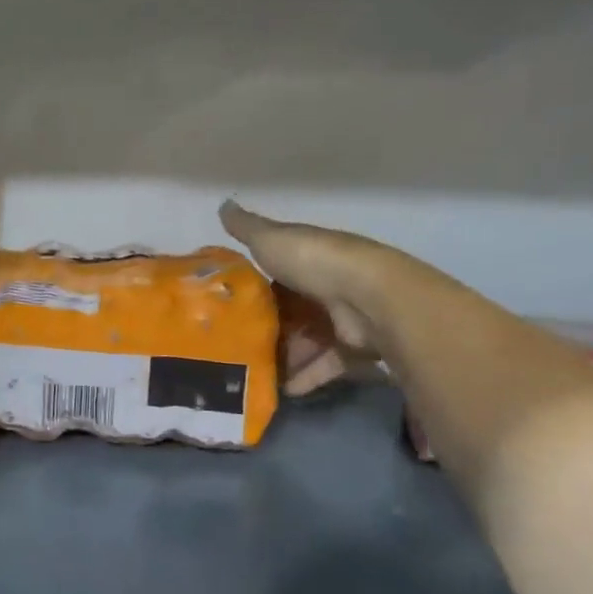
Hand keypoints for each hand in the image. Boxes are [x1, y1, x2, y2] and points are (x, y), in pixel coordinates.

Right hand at [219, 200, 385, 396]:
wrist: (369, 298)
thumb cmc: (315, 262)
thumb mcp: (272, 239)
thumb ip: (246, 228)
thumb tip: (223, 204)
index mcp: (306, 259)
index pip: (274, 276)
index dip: (252, 292)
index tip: (226, 309)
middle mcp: (325, 288)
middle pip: (289, 313)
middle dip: (265, 330)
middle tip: (232, 348)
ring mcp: (341, 320)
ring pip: (304, 342)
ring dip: (281, 358)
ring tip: (249, 373)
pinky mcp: (353, 350)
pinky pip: (323, 366)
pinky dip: (304, 377)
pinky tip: (279, 389)